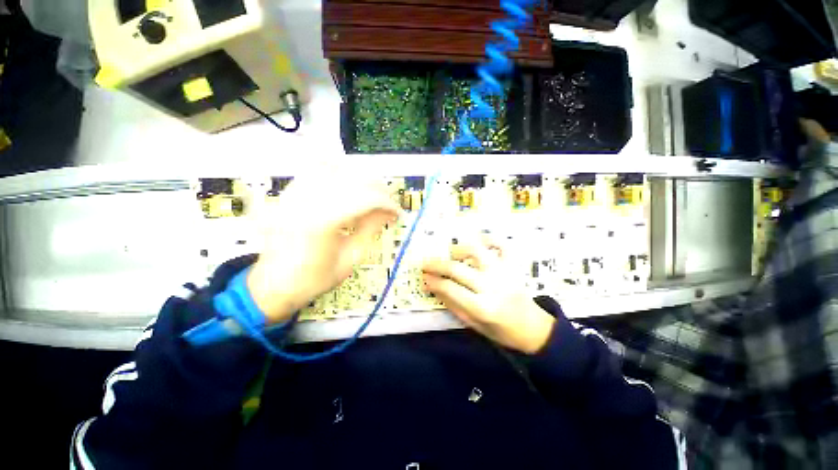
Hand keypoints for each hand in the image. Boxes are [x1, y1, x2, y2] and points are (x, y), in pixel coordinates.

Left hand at [247, 176, 399, 323]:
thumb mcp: (350, 258)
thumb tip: (389, 212)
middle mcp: (307, 200)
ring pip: (335, 168)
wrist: (275, 285)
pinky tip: (347, 183)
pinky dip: (335, 170)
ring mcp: (295, 193)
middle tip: (388, 204)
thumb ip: (371, 229)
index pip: (366, 198)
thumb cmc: (315, 278)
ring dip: (359, 178)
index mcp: (322, 222)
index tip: (397, 212)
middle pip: (353, 179)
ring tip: (370, 193)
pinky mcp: (290, 193)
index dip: (387, 203)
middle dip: (378, 189)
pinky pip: (314, 169)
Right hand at [421, 240, 555, 353]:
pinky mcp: (512, 265)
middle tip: (426, 264)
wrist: (533, 328)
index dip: (433, 281)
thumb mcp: (473, 324)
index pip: (450, 288)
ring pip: (475, 250)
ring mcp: (503, 272)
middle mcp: (492, 286)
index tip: (424, 277)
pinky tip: (478, 242)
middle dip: (436, 264)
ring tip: (452, 255)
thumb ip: (452, 304)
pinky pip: (501, 244)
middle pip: (457, 268)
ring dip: (458, 249)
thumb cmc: (501, 330)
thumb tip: (433, 286)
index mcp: (482, 307)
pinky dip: (489, 238)